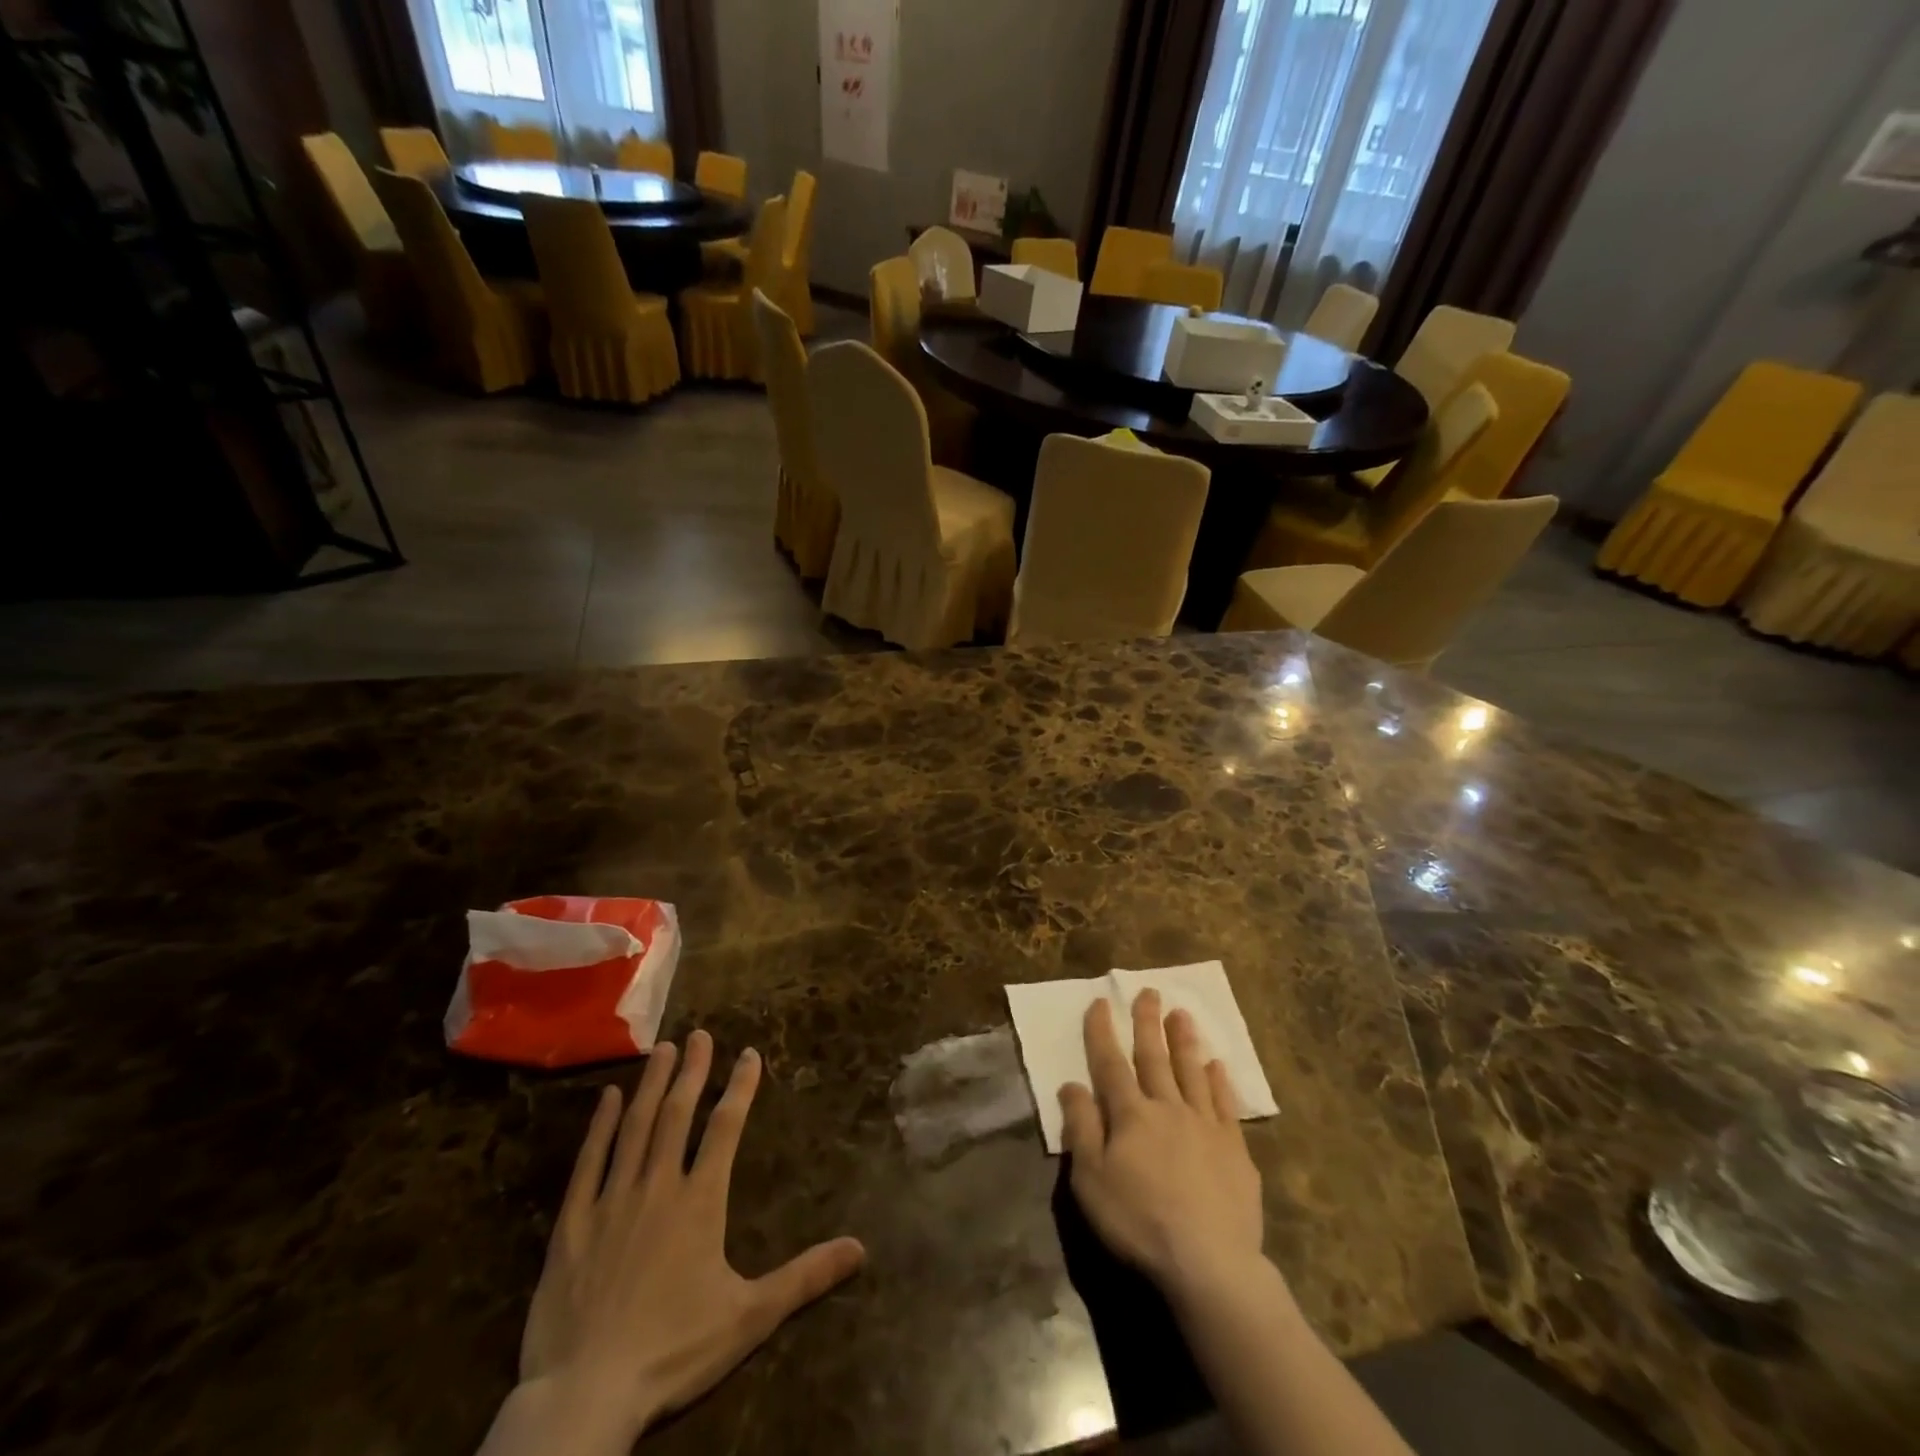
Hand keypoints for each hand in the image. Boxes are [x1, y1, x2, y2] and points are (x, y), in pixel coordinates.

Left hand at [505, 1031, 865, 1450]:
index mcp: (700, 1201)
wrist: (585, 1396)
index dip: (740, 1087)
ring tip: (662, 1049)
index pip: (726, 1128)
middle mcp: (658, 1186)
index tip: (749, 1054)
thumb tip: (860, 1247)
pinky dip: (600, 1127)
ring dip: (651, 1085)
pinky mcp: (572, 1225)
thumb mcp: (750, 1317)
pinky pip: (588, 1163)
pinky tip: (608, 1098)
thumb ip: (805, 1277)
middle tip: (699, 1034)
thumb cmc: (673, 1351)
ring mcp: (612, 1201)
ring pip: (635, 1128)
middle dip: (692, 1071)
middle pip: (678, 1114)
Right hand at [1058, 991, 1264, 1299]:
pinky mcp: (1235, 1149)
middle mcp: (1168, 1108)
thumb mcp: (1091, 1180)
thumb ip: (1082, 1128)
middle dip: (1148, 1022)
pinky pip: (1226, 1104)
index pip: (1111, 1064)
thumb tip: (1071, 1084)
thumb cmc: (1139, 1222)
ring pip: (1192, 1072)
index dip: (1102, 1032)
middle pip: (1154, 1057)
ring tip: (1182, 1013)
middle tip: (1149, 991)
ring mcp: (1205, 1126)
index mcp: (1131, 1115)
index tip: (1099, 1002)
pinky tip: (1217, 1065)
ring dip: (1184, 1041)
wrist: (1210, 1264)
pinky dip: (1220, 1081)